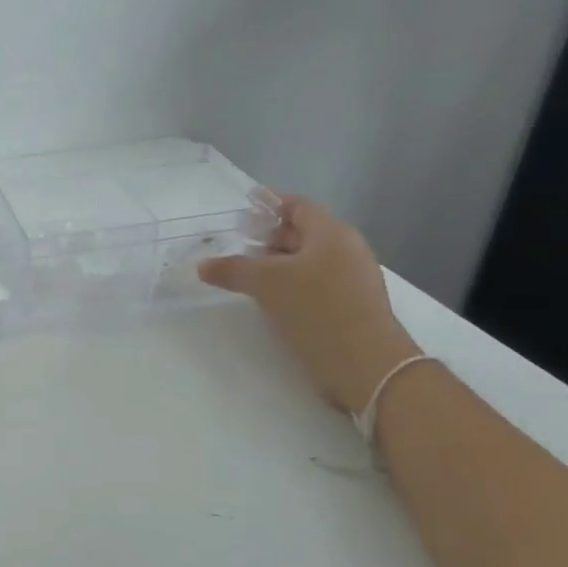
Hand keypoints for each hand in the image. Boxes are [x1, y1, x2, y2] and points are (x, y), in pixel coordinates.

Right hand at [199, 194, 420, 415]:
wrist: (364, 363)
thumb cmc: (316, 310)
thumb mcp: (267, 284)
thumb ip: (233, 270)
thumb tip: (203, 265)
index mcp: (332, 233)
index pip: (299, 206)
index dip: (271, 203)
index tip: (246, 205)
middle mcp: (346, 249)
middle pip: (304, 232)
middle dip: (271, 235)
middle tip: (239, 241)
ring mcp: (351, 278)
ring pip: (309, 260)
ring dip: (279, 262)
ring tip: (248, 272)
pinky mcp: (350, 305)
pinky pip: (315, 283)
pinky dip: (291, 283)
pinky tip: (271, 299)